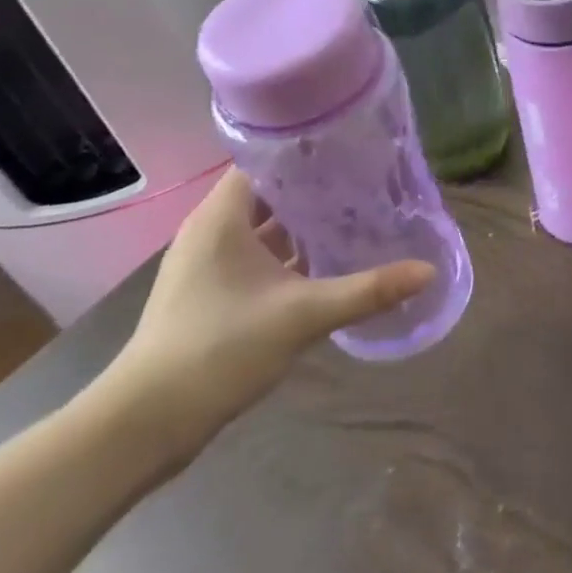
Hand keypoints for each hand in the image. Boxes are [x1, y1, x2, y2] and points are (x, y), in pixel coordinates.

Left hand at [99, 167, 433, 469]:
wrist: (143, 425)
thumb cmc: (219, 349)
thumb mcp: (302, 315)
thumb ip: (367, 290)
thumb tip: (428, 271)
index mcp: (222, 217)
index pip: (268, 160)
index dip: (309, 151)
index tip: (354, 146)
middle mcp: (211, 230)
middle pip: (272, 192)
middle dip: (318, 187)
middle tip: (369, 180)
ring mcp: (208, 264)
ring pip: (265, 227)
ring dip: (305, 223)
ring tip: (357, 214)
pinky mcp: (211, 293)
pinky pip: (258, 255)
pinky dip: (290, 253)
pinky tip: (327, 261)